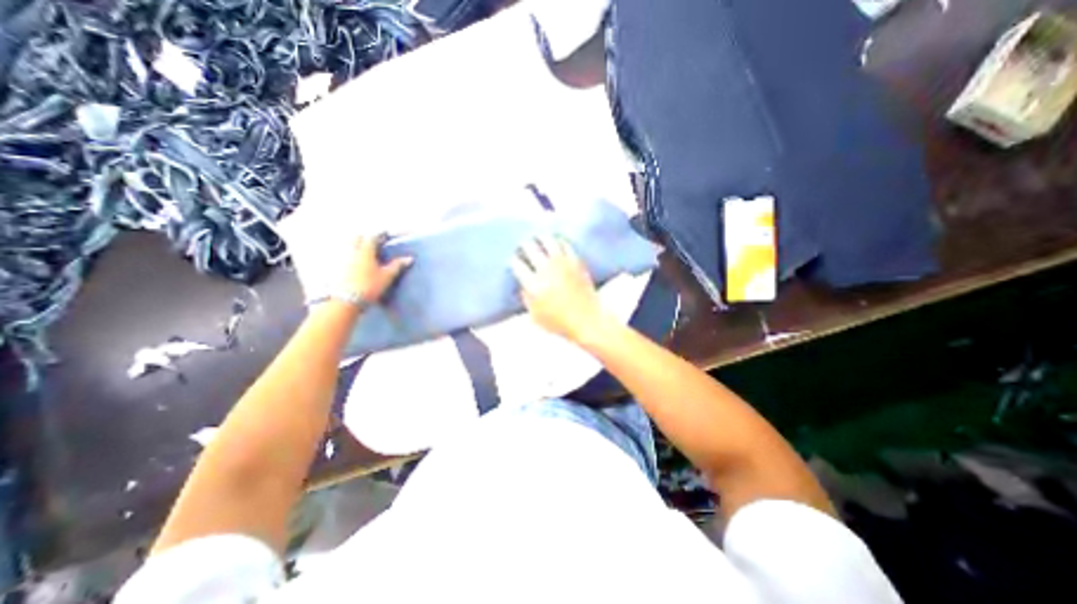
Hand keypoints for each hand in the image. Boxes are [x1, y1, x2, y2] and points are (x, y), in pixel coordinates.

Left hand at [348, 233, 413, 305]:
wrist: (347, 300)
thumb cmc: (370, 286)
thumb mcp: (387, 276)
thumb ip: (397, 265)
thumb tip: (409, 258)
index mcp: (365, 250)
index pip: (373, 236)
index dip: (381, 234)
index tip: (387, 234)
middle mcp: (352, 250)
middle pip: (357, 238)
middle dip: (366, 237)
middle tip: (375, 241)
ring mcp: (343, 258)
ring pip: (349, 246)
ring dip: (357, 245)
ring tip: (366, 251)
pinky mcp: (338, 267)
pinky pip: (344, 255)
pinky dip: (351, 254)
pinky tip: (357, 262)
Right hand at [510, 233, 603, 342]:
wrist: (587, 320)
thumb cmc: (560, 322)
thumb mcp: (535, 316)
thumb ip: (526, 299)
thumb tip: (523, 286)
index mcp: (533, 284)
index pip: (517, 265)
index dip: (513, 261)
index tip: (514, 260)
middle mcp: (546, 270)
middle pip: (531, 248)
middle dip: (524, 245)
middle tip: (523, 245)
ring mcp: (562, 264)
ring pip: (548, 241)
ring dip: (541, 238)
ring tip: (538, 237)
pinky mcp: (576, 262)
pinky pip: (565, 245)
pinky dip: (558, 241)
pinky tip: (556, 241)